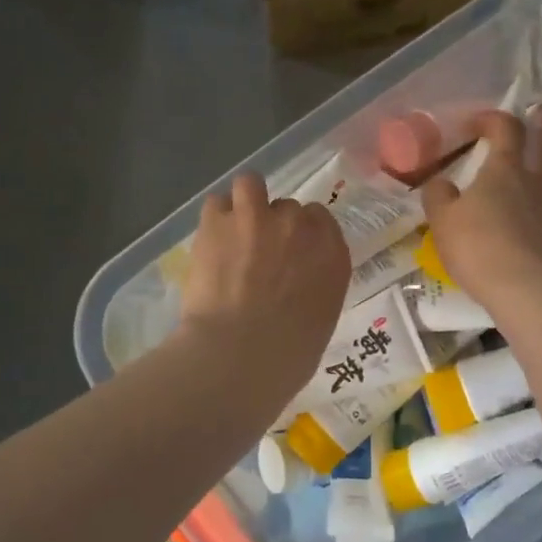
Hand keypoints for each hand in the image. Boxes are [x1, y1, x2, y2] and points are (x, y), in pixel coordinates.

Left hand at [179, 173, 348, 385]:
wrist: (240, 354)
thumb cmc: (287, 356)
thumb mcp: (319, 322)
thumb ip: (314, 290)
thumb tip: (296, 289)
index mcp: (332, 255)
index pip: (321, 221)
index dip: (303, 234)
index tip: (290, 253)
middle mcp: (300, 227)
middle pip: (287, 208)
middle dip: (273, 225)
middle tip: (256, 254)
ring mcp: (259, 218)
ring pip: (251, 185)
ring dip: (244, 203)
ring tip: (232, 229)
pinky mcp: (219, 222)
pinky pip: (217, 203)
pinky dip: (214, 219)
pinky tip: (210, 241)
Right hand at [421, 109, 541, 312]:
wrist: (523, 289)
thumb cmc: (477, 244)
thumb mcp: (442, 219)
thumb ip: (438, 194)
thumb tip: (441, 182)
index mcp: (504, 168)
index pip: (505, 127)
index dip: (491, 118)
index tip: (474, 123)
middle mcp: (532, 180)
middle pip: (541, 144)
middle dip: (537, 127)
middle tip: (536, 115)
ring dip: (537, 165)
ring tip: (523, 169)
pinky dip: (533, 200)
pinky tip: (522, 212)